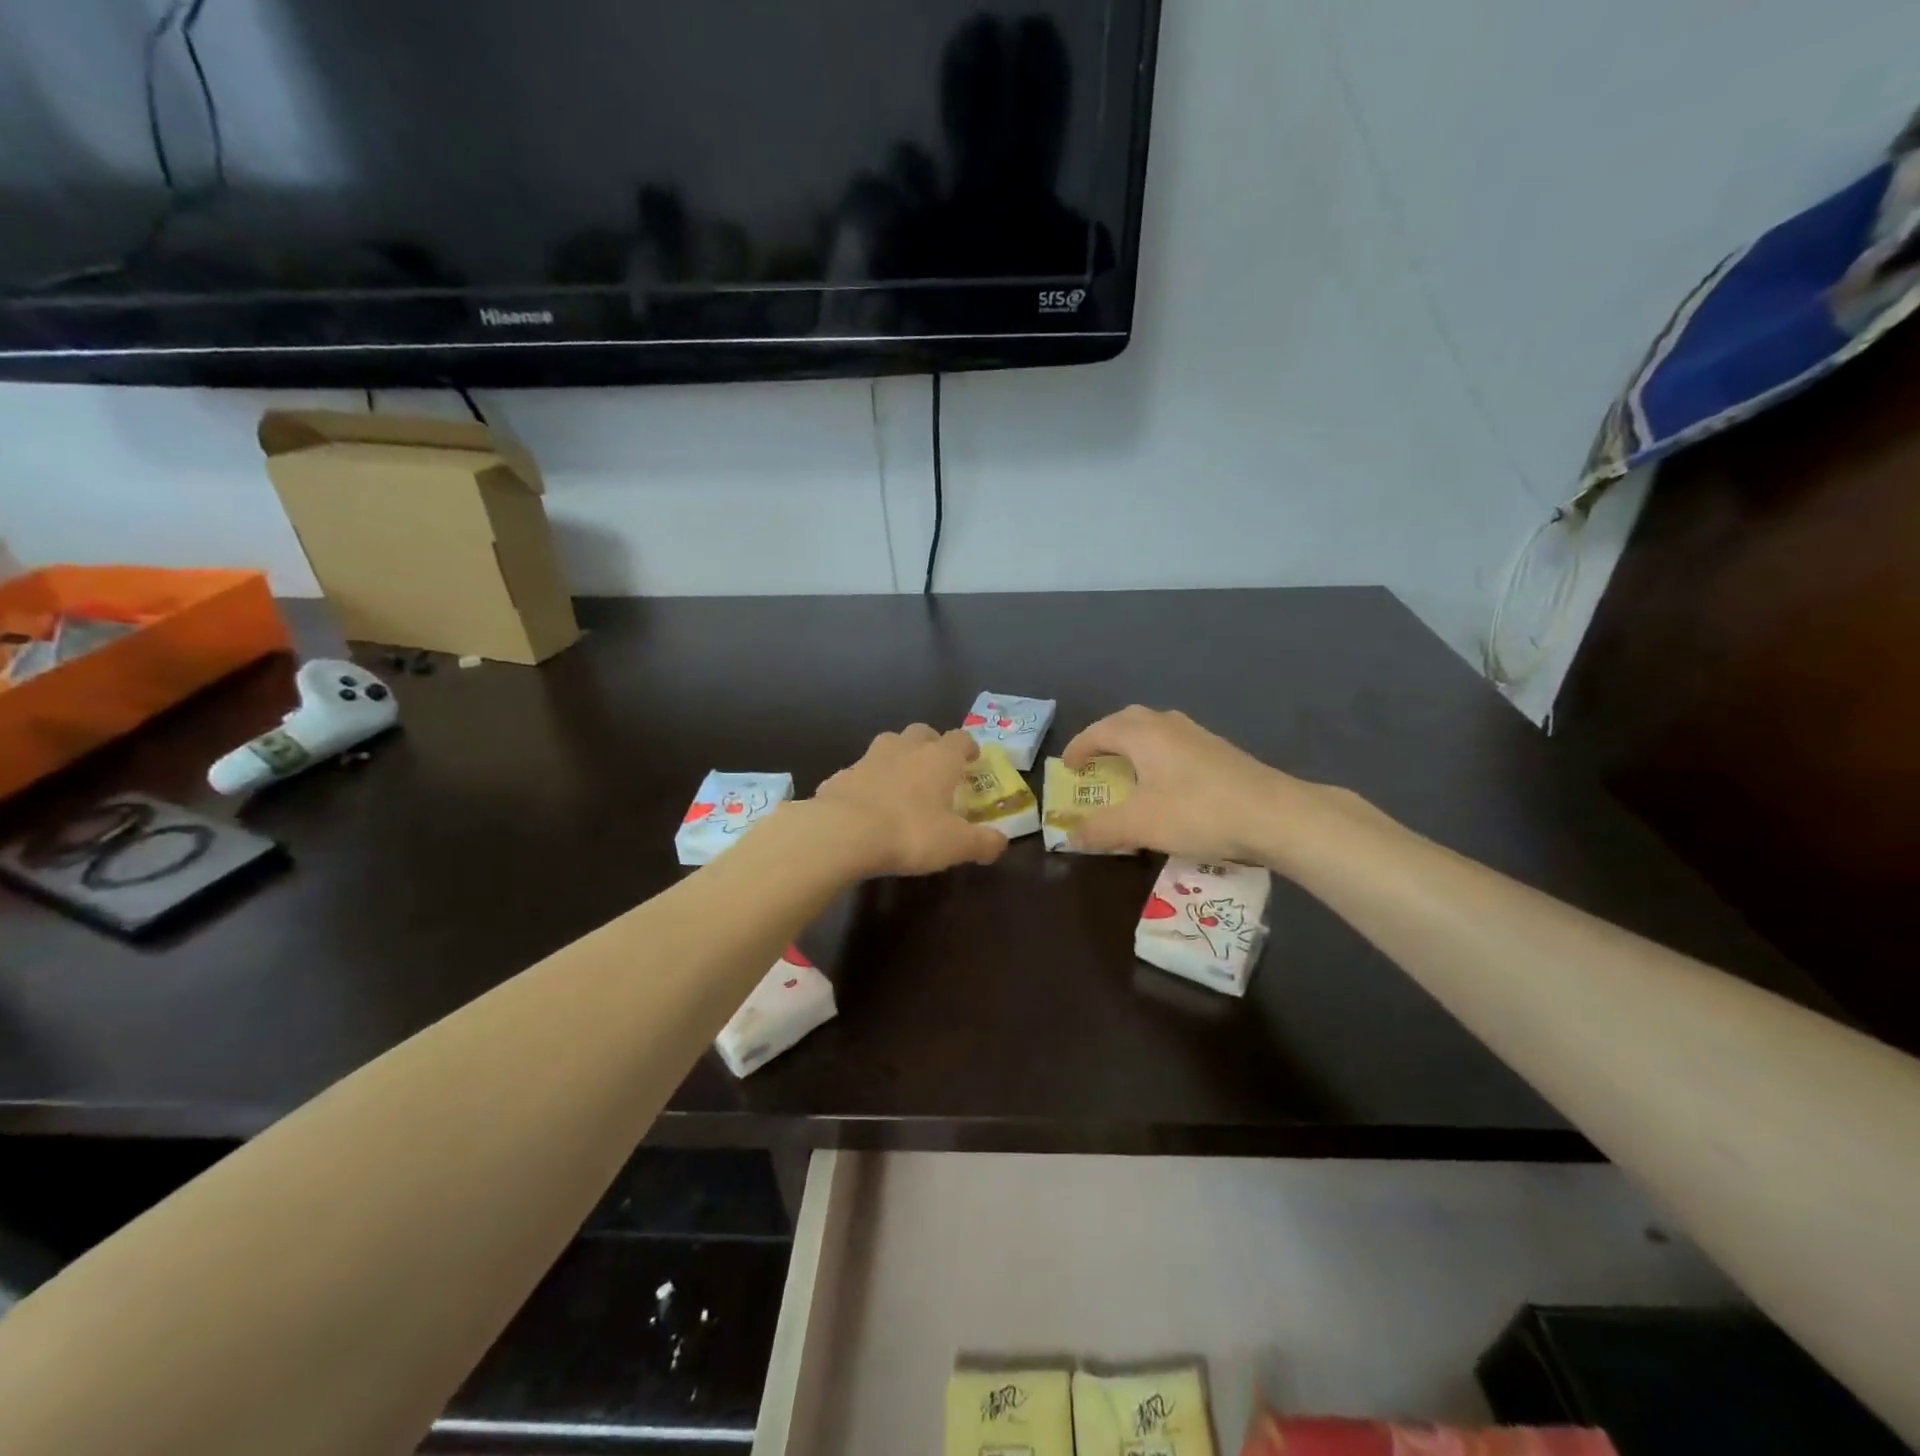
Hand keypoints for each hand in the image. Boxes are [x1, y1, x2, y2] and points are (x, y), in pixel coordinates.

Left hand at [813, 725, 1009, 876]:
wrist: (842, 832)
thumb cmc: (910, 832)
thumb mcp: (956, 845)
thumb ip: (983, 842)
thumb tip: (1001, 843)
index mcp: (939, 758)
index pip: (960, 738)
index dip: (969, 747)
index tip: (972, 760)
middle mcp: (905, 748)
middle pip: (922, 732)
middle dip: (931, 745)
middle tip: (936, 768)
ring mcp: (868, 759)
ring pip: (888, 746)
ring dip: (898, 758)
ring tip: (901, 783)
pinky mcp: (840, 776)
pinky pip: (859, 773)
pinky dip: (867, 783)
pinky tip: (867, 806)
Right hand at [1062, 706, 1296, 862]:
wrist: (1275, 815)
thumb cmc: (1197, 812)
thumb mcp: (1139, 825)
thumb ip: (1100, 829)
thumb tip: (1071, 835)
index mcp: (1142, 733)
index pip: (1099, 731)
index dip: (1078, 747)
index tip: (1067, 767)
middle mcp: (1168, 725)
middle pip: (1128, 721)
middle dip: (1106, 738)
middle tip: (1095, 762)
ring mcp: (1199, 736)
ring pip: (1156, 731)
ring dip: (1135, 746)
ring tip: (1128, 772)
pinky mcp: (1221, 753)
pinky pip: (1176, 746)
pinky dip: (1159, 758)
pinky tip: (1167, 785)